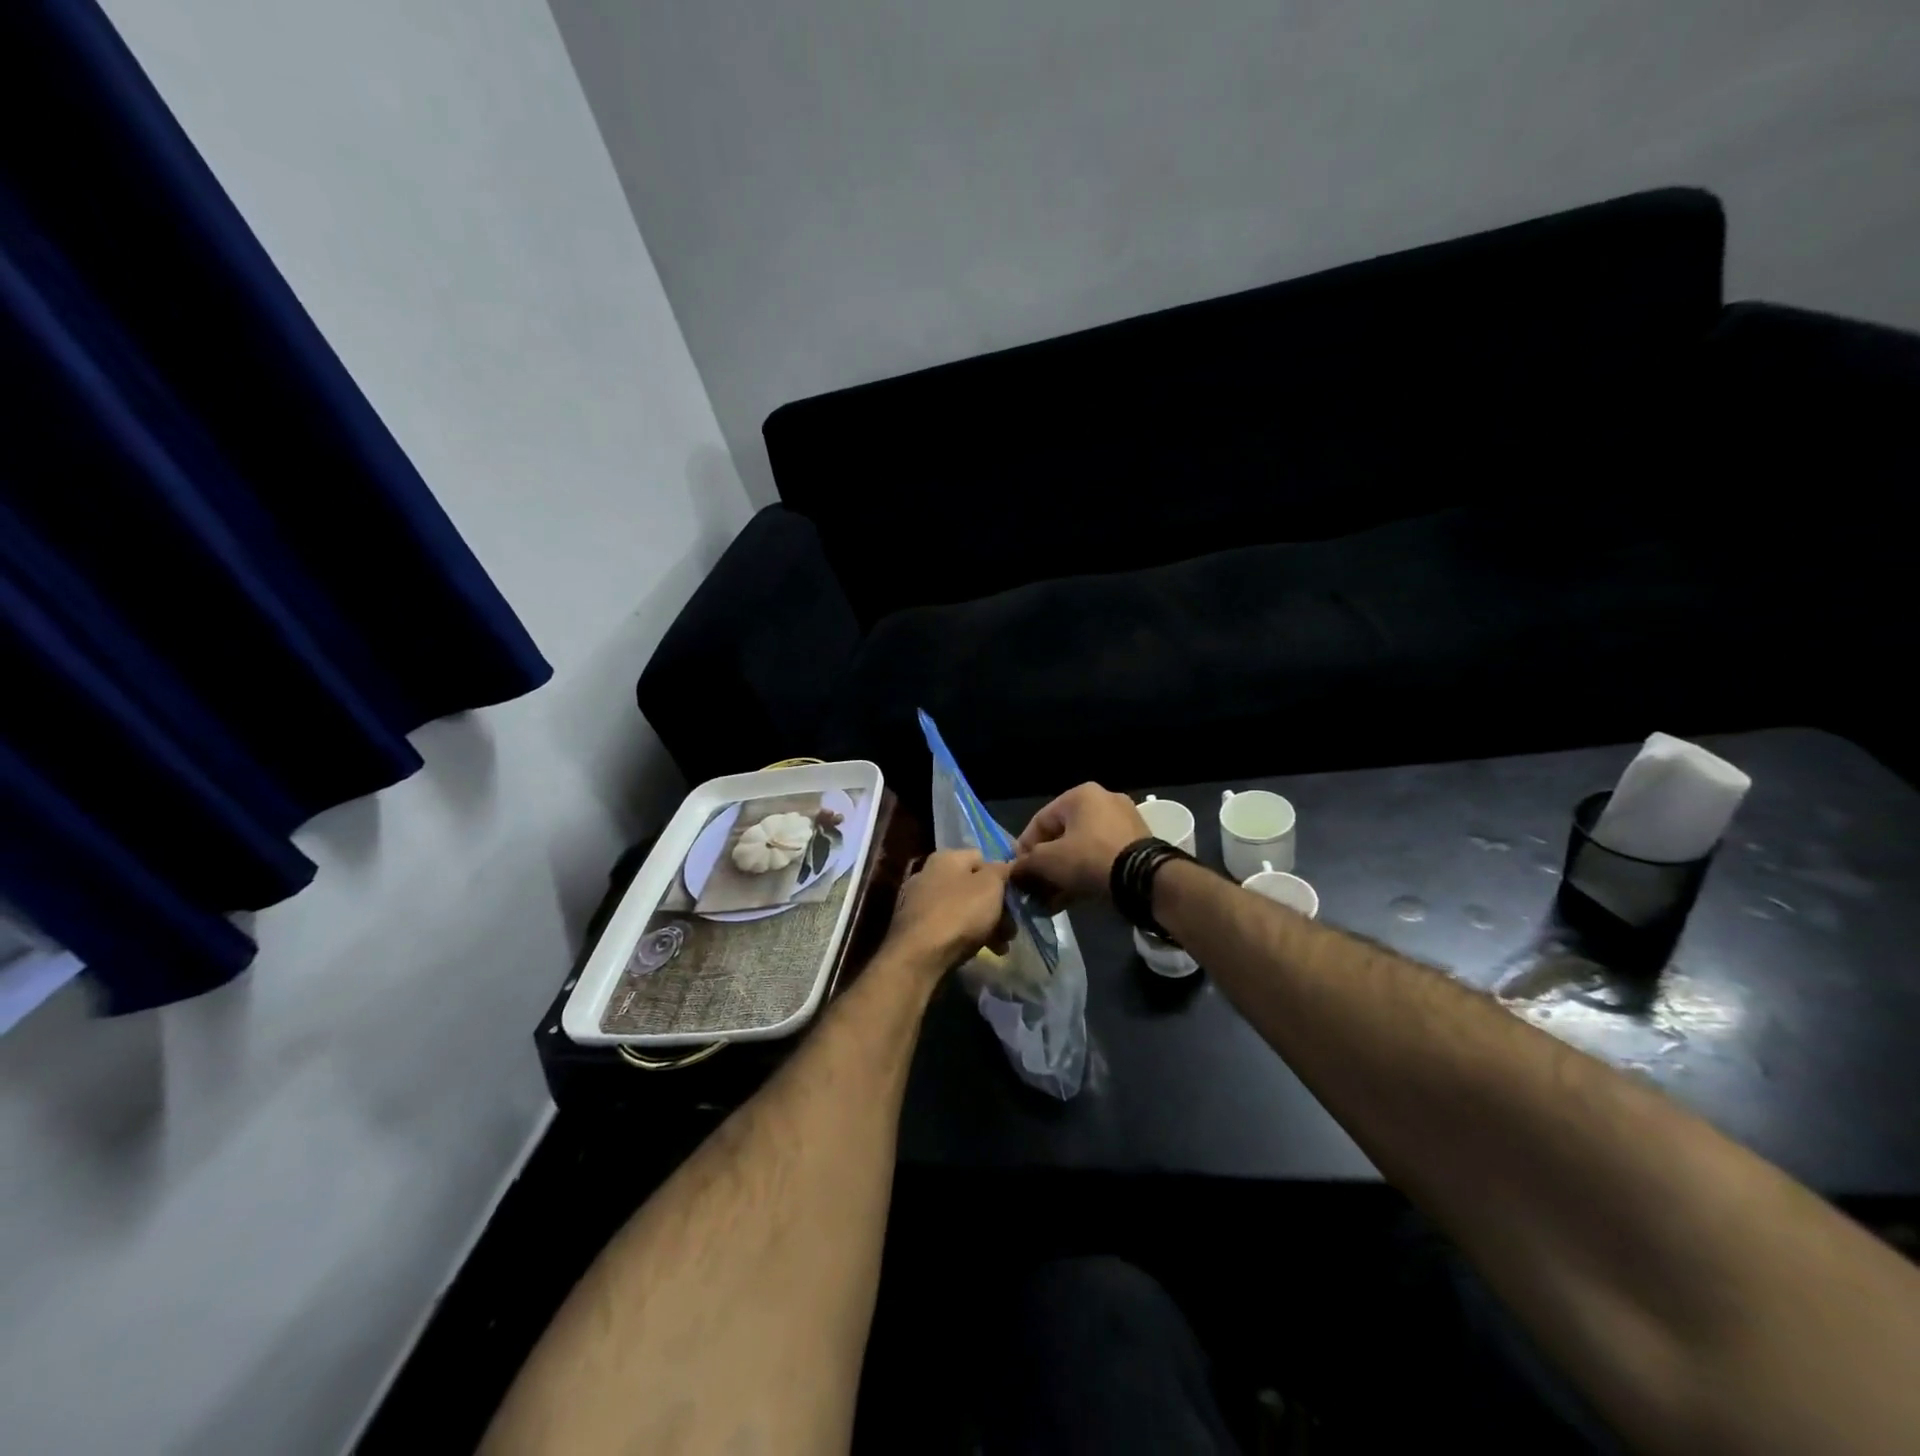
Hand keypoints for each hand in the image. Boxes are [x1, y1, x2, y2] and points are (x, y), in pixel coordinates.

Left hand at [886, 850, 1012, 972]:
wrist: (919, 956)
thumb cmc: (960, 913)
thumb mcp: (991, 885)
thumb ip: (1002, 871)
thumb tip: (1006, 866)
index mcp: (946, 857)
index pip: (982, 858)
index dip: (1002, 877)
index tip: (1014, 899)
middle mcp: (928, 873)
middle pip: (973, 887)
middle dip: (996, 908)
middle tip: (1011, 930)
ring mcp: (918, 901)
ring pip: (962, 909)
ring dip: (985, 925)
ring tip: (1001, 948)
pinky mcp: (914, 928)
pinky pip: (948, 926)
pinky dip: (965, 936)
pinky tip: (979, 952)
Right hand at [1014, 783, 1149, 902]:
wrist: (1144, 879)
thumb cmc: (1090, 859)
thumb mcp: (1048, 861)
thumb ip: (1026, 864)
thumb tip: (1013, 873)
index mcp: (1080, 795)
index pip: (1040, 821)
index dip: (1024, 849)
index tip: (1018, 873)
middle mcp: (1103, 801)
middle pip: (1062, 836)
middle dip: (1046, 865)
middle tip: (1035, 889)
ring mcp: (1123, 822)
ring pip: (1081, 849)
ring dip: (1063, 874)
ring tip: (1051, 900)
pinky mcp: (1137, 845)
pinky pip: (1101, 857)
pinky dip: (1085, 874)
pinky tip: (1071, 899)